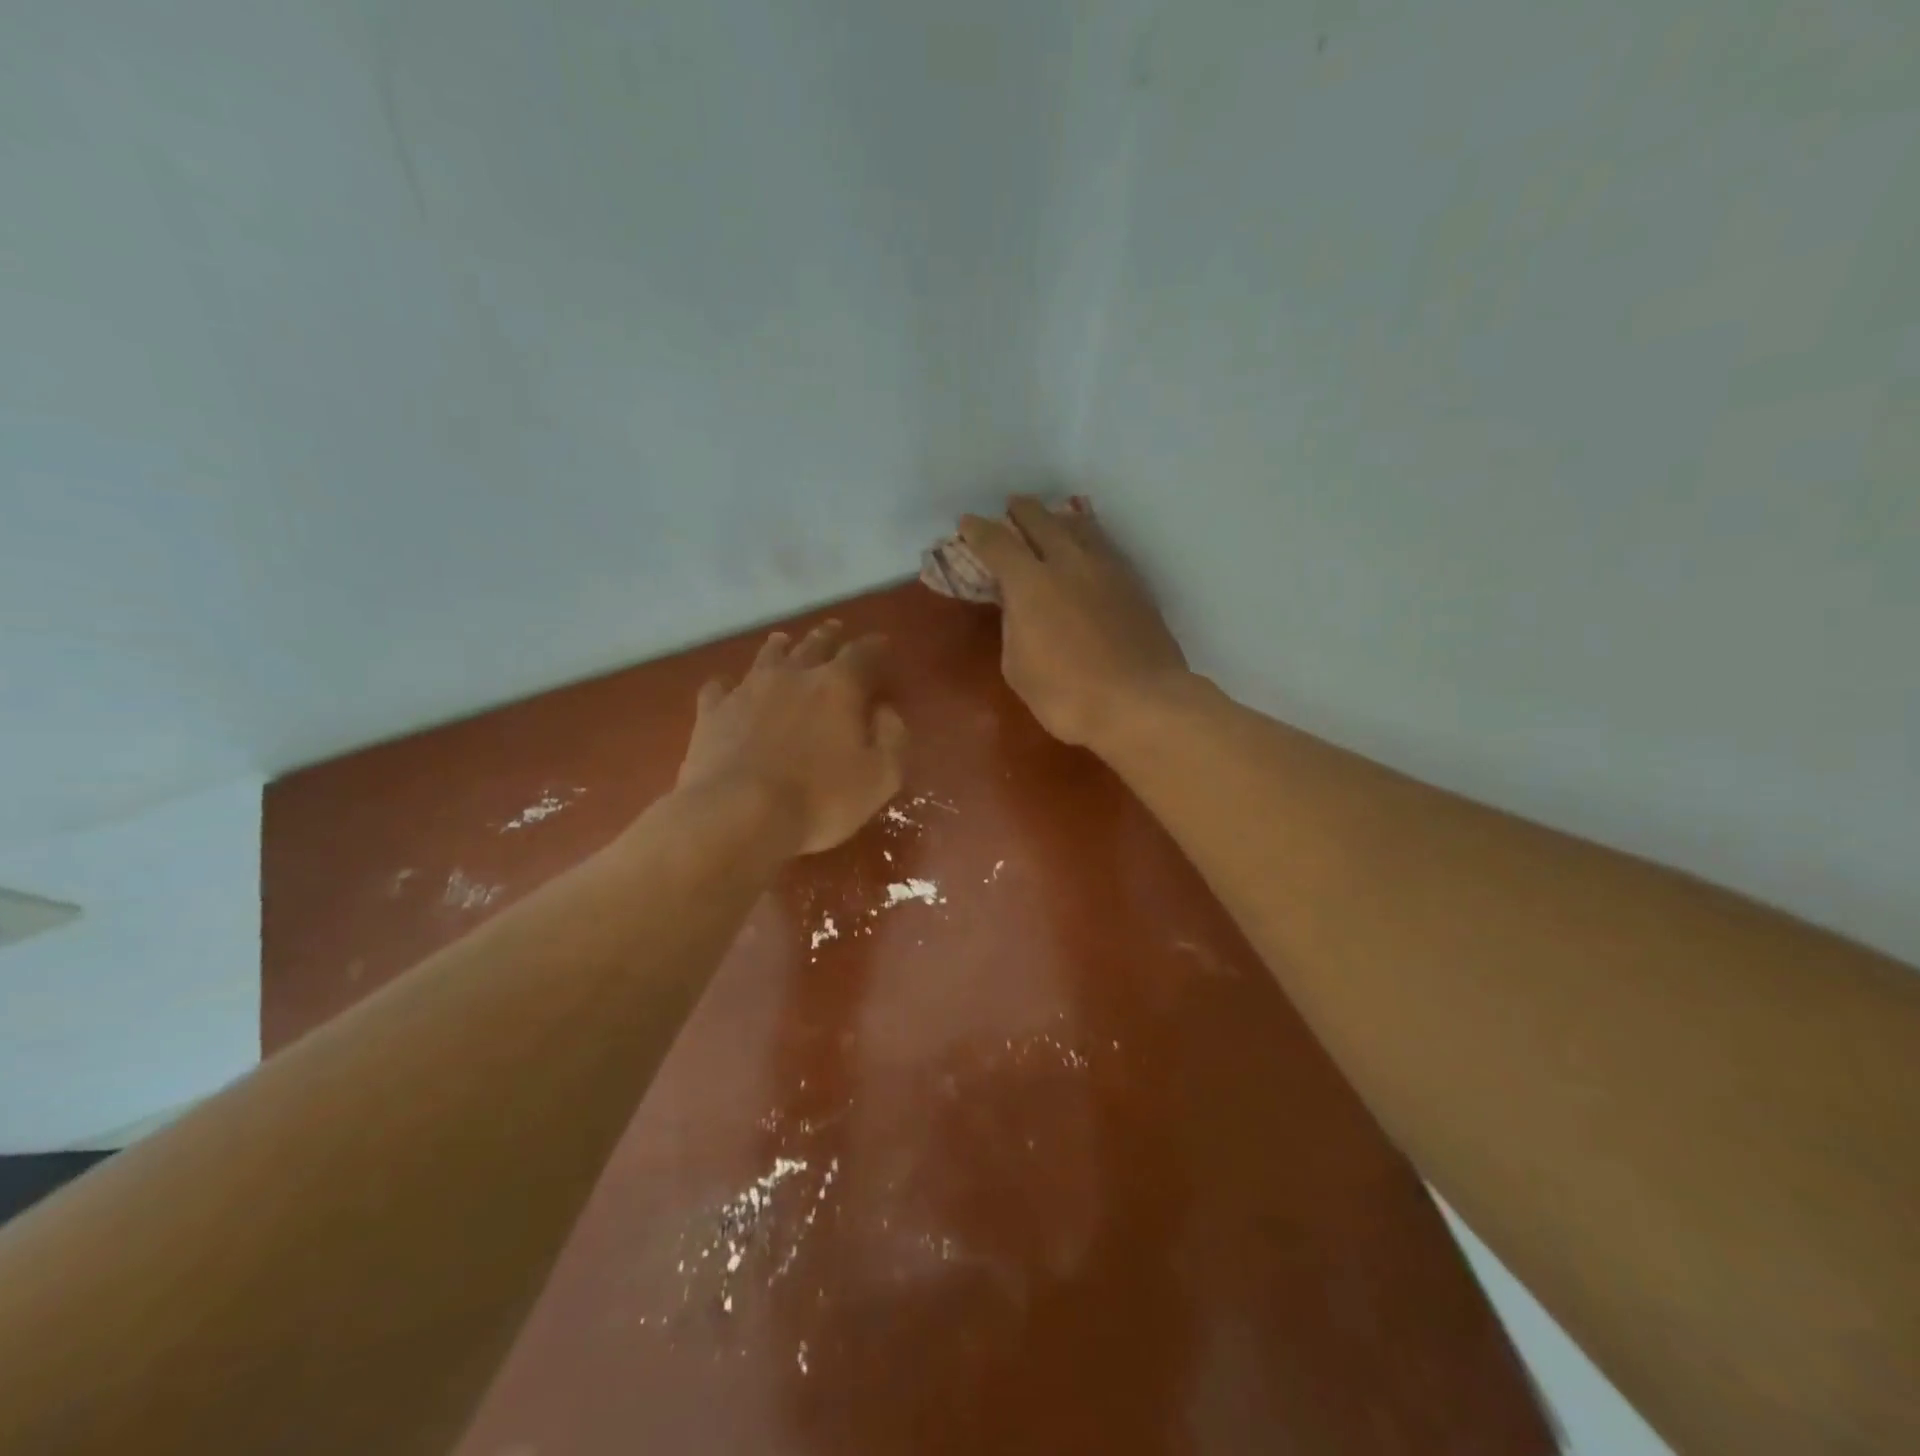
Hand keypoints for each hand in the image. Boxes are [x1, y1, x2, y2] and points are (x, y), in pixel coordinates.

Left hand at [676, 621, 908, 854]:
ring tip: (784, 641)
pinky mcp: (713, 712)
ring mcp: (748, 690)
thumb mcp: (880, 777)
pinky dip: (728, 684)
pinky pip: (720, 686)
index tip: (881, 644)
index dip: (875, 647)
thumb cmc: (820, 799)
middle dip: (829, 636)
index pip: (863, 653)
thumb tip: (886, 711)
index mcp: (838, 686)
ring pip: (768, 656)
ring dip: (780, 647)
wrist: (738, 815)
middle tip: (835, 629)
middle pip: (814, 644)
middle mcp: (794, 675)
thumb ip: (892, 738)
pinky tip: (728, 687)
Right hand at [959, 496, 1188, 749]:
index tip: (968, 523)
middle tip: (1012, 507)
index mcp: (1030, 583)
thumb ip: (1013, 628)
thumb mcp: (1018, 668)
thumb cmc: (1067, 695)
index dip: (979, 531)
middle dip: (1022, 511)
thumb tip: (1018, 608)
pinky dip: (1089, 539)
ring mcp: (1107, 569)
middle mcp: (1069, 563)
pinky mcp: (1135, 584)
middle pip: (1042, 520)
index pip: (997, 543)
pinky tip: (1089, 549)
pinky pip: (1105, 547)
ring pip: (1081, 526)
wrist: (1140, 702)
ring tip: (1053, 519)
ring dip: (1060, 518)